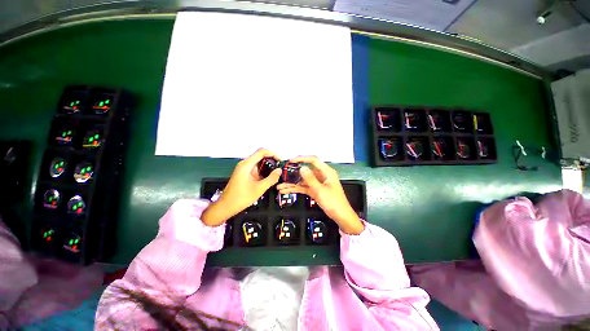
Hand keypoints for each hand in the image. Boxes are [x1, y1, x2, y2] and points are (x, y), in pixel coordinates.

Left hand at [201, 149, 280, 225]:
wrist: (226, 206)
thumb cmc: (241, 197)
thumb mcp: (259, 188)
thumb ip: (271, 178)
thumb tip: (279, 170)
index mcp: (247, 165)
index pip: (261, 152)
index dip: (272, 153)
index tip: (280, 160)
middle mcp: (244, 164)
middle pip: (260, 156)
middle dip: (271, 159)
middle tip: (280, 166)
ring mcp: (243, 169)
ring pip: (258, 162)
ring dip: (267, 165)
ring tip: (276, 171)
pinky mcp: (244, 174)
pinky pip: (255, 168)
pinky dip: (263, 170)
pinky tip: (268, 176)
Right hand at [276, 156, 363, 233]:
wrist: (341, 216)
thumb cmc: (334, 202)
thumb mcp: (320, 190)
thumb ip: (310, 179)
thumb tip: (301, 168)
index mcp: (326, 172)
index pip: (313, 160)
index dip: (302, 159)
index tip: (291, 161)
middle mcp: (321, 175)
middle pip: (306, 171)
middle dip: (294, 173)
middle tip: (283, 174)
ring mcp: (317, 183)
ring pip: (303, 180)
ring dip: (292, 183)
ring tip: (280, 186)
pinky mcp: (315, 190)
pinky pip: (304, 187)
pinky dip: (296, 189)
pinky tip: (286, 191)